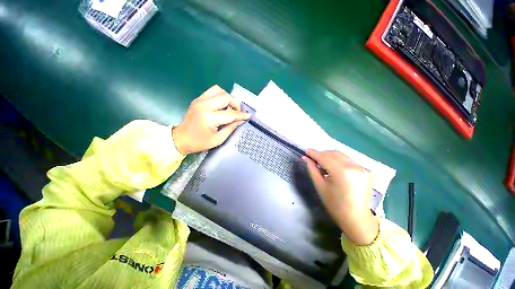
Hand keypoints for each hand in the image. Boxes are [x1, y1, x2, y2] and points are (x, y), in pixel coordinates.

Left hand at [172, 85, 250, 154]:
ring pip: (219, 90)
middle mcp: (204, 105)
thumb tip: (241, 120)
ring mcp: (199, 100)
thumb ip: (231, 128)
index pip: (230, 114)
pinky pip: (212, 91)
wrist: (180, 139)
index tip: (249, 115)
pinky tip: (222, 105)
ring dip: (227, 98)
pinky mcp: (198, 99)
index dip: (241, 115)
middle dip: (235, 104)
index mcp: (209, 118)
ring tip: (230, 107)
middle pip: (225, 97)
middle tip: (238, 113)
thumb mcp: (218, 139)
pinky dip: (220, 96)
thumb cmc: (199, 142)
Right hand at [303, 149, 378, 244]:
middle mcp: (354, 166)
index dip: (314, 153)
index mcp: (342, 172)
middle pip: (333, 153)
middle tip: (313, 158)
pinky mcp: (367, 171)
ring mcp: (363, 168)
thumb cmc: (335, 204)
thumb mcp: (320, 186)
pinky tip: (335, 168)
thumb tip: (305, 157)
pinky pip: (349, 161)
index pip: (324, 157)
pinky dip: (340, 161)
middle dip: (322, 154)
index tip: (306, 150)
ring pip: (342, 155)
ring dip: (330, 156)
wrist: (356, 219)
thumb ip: (312, 169)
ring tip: (323, 163)